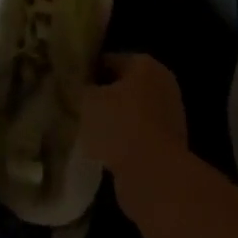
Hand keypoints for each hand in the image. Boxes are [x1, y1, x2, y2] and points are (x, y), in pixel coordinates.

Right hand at [79, 53, 186, 180]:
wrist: (154, 176)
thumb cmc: (119, 126)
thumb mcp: (87, 99)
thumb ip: (79, 86)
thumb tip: (75, 84)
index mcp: (145, 65)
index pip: (107, 60)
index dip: (86, 72)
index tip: (67, 87)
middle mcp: (162, 84)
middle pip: (121, 86)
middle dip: (100, 97)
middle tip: (74, 108)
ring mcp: (170, 115)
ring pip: (129, 112)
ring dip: (110, 120)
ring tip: (85, 131)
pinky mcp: (169, 144)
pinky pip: (137, 134)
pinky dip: (122, 140)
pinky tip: (101, 150)